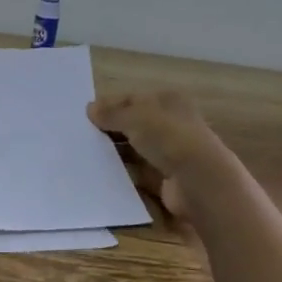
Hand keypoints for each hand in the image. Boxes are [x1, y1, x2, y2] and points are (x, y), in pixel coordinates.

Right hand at [87, 91, 231, 223]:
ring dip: (115, 153)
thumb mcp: (136, 117)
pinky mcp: (166, 180)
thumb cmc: (169, 138)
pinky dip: (123, 174)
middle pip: (134, 125)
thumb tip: (90, 109)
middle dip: (110, 130)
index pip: (133, 99)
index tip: (86, 116)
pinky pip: (138, 174)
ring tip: (86, 155)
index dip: (110, 105)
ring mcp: (170, 154)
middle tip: (82, 136)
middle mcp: (171, 125)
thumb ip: (112, 113)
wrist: (199, 182)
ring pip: (135, 150)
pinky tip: (101, 175)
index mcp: (168, 102)